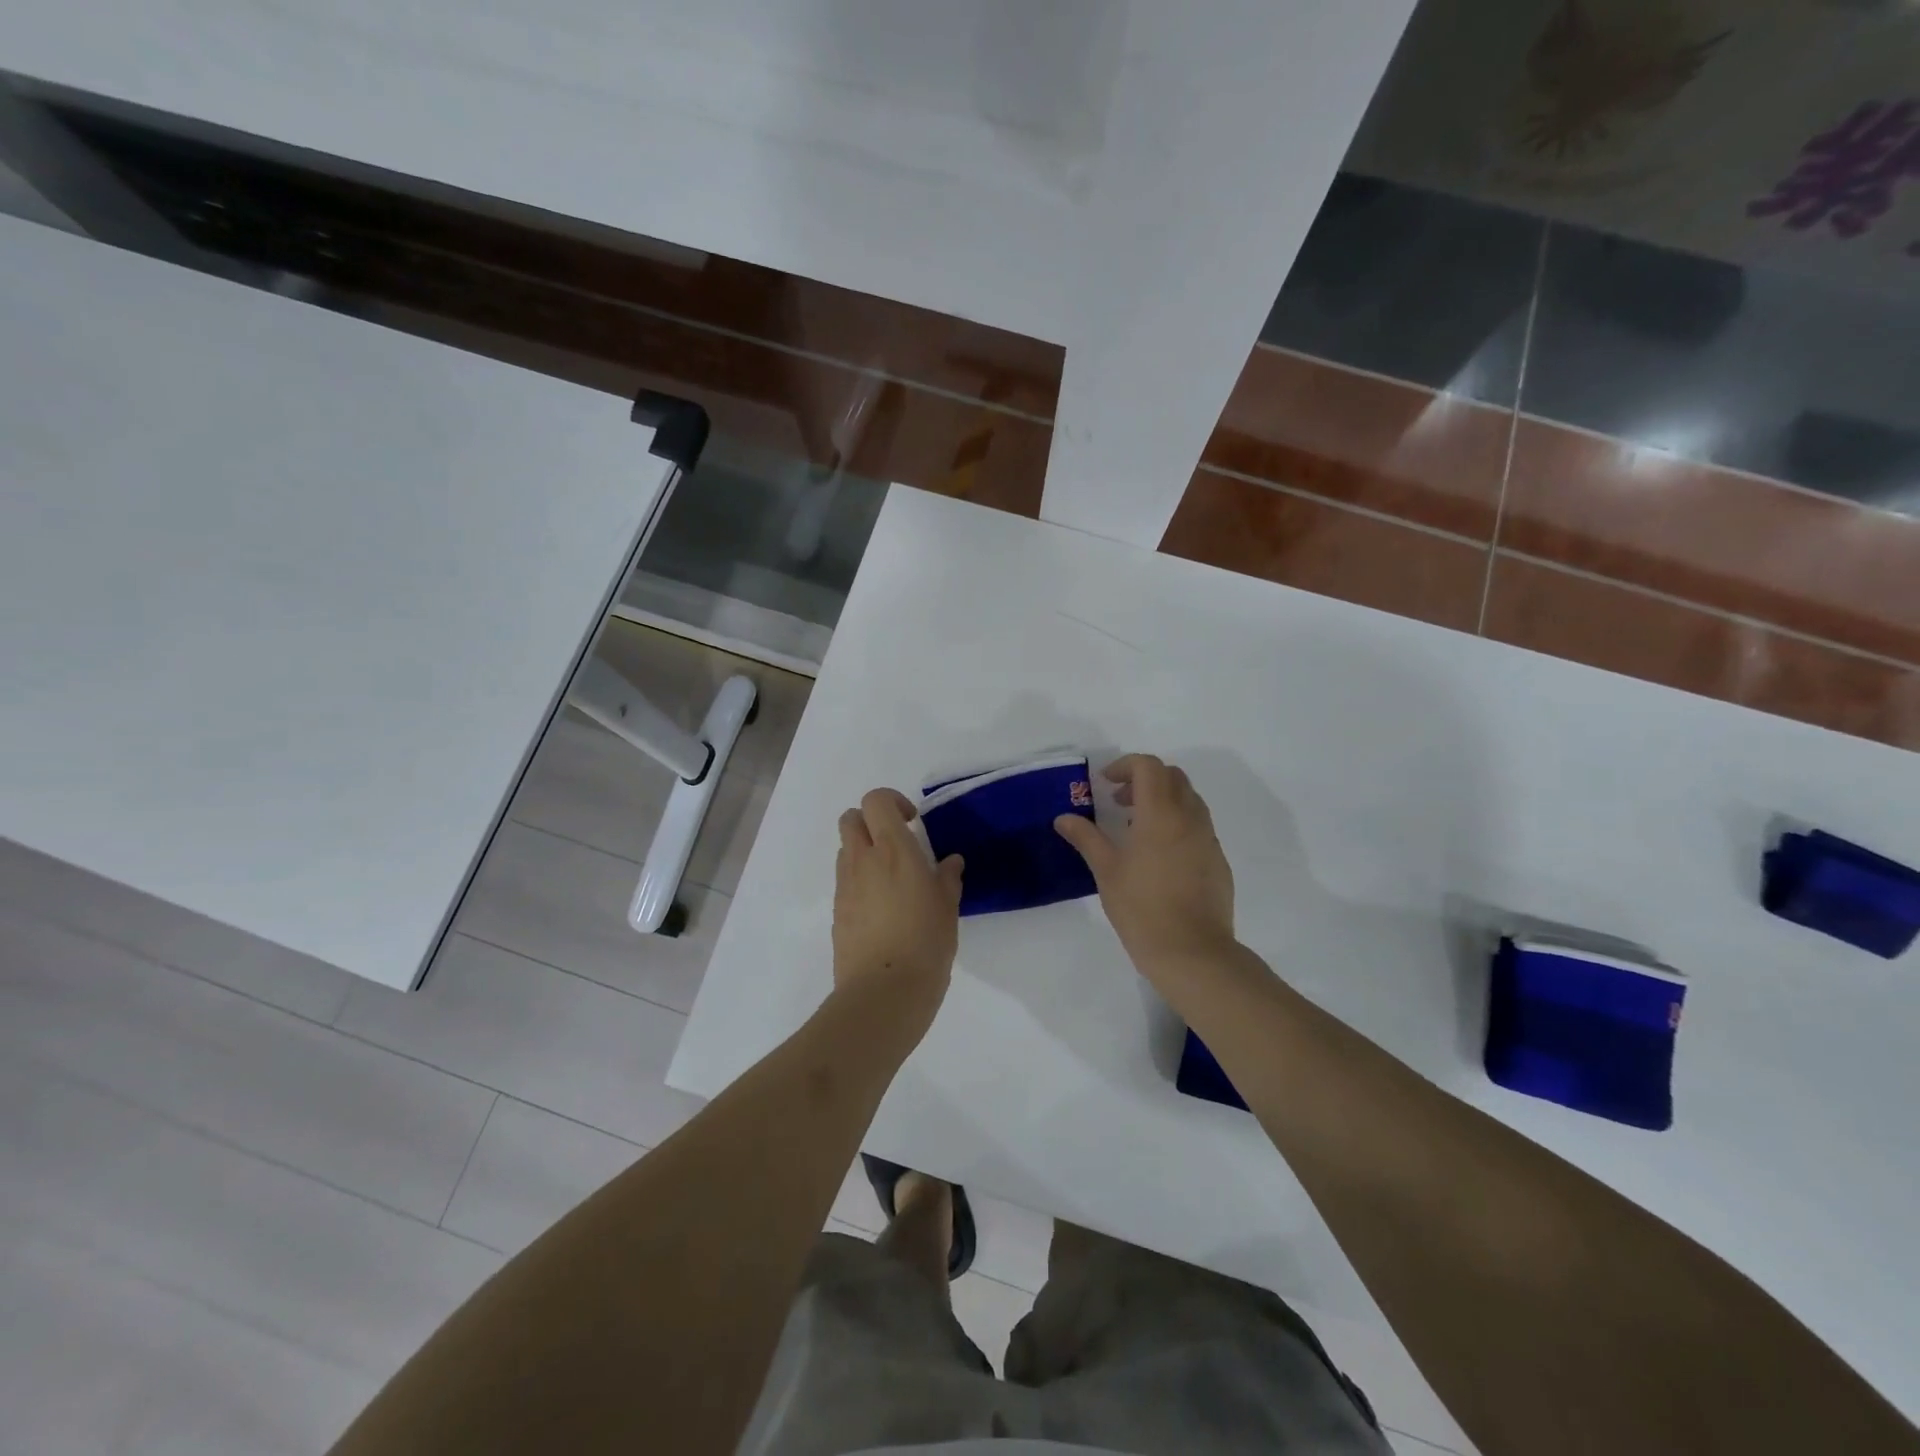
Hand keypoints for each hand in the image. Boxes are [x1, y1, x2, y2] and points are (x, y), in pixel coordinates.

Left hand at [832, 788, 964, 1032]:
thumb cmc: (925, 943)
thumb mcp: (948, 907)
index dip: (892, 802)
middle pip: (850, 818)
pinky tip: (883, 908)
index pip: (875, 800)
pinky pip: (845, 881)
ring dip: (864, 851)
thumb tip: (949, 862)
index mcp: (893, 850)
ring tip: (891, 878)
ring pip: (845, 849)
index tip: (912, 822)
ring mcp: (845, 887)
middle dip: (870, 821)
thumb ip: (947, 878)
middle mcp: (862, 860)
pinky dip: (859, 880)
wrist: (883, 993)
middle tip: (897, 843)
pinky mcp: (837, 912)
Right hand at [1054, 755, 1235, 973]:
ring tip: (1137, 828)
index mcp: (1161, 814)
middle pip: (1172, 776)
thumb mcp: (1106, 871)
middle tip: (1119, 802)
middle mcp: (1190, 818)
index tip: (1105, 784)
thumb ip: (1086, 838)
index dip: (1125, 766)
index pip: (1148, 767)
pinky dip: (1177, 823)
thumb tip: (1063, 818)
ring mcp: (1208, 839)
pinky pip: (1198, 826)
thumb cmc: (1142, 908)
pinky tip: (1159, 856)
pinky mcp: (1218, 860)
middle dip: (1144, 779)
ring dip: (1163, 800)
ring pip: (1189, 799)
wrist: (1193, 952)